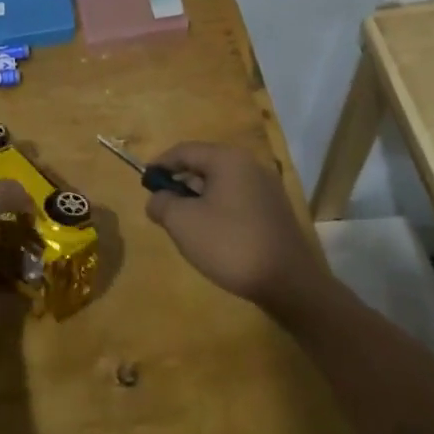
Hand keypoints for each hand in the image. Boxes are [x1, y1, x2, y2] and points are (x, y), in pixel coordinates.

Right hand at [144, 142, 331, 314]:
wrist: (289, 283)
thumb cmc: (230, 244)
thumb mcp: (183, 223)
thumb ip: (163, 204)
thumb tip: (157, 199)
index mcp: (227, 159)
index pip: (185, 150)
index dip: (161, 164)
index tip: (144, 182)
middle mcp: (250, 164)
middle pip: (205, 164)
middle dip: (180, 182)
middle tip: (163, 206)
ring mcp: (266, 187)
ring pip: (222, 183)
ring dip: (199, 197)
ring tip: (185, 224)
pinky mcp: (275, 210)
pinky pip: (237, 199)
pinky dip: (219, 208)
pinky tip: (213, 234)